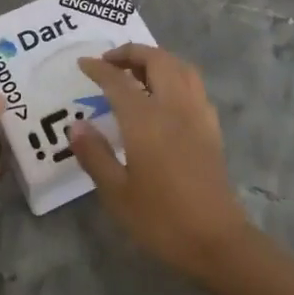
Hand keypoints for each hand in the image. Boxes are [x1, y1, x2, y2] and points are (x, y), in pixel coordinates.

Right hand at [71, 45, 250, 280]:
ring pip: (180, 67)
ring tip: (137, 72)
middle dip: (131, 53)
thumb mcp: (116, 192)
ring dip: (157, 60)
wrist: (216, 241)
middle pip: (156, 60)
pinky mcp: (212, 128)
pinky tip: (166, 97)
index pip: (118, 80)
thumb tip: (76, 125)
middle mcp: (174, 106)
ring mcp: (198, 115)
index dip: (99, 68)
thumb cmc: (161, 219)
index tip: (83, 64)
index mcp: (146, 119)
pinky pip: (194, 86)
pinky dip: (176, 77)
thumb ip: (94, 154)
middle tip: (110, 63)